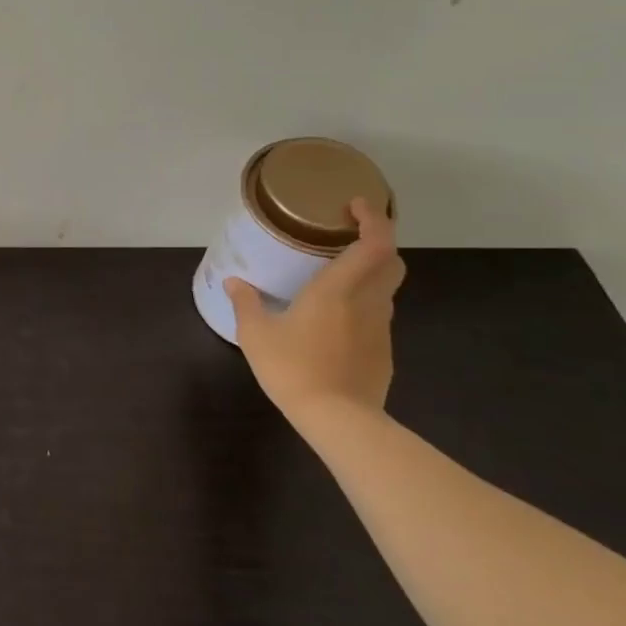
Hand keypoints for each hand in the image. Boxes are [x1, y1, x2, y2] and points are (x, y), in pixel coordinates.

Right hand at [225, 197, 404, 420]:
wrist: (339, 420)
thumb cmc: (294, 368)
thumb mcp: (256, 335)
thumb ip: (246, 304)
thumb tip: (234, 282)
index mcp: (338, 290)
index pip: (375, 243)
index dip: (374, 219)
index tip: (356, 205)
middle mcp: (367, 302)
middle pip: (391, 262)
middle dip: (377, 242)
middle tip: (348, 236)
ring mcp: (380, 328)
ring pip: (386, 289)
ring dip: (370, 274)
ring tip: (337, 276)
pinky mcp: (383, 351)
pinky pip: (377, 316)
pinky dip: (363, 305)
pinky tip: (335, 320)